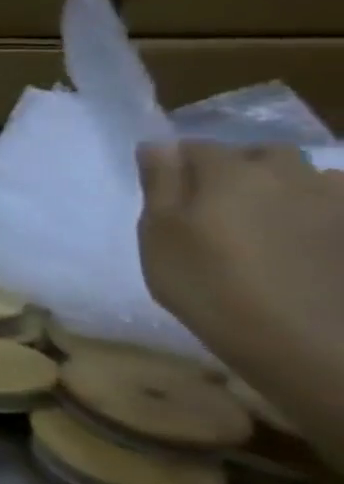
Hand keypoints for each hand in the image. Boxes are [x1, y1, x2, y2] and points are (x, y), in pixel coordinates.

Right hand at [136, 142, 343, 359]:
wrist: (301, 338)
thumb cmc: (206, 282)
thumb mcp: (159, 234)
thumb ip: (159, 184)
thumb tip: (158, 145)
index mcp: (230, 173)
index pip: (196, 146)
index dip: (176, 161)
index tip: (163, 184)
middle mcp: (288, 176)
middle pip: (261, 153)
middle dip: (238, 164)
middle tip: (215, 198)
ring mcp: (335, 204)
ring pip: (309, 175)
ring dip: (285, 184)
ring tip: (265, 215)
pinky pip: (339, 203)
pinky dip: (322, 208)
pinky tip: (307, 233)